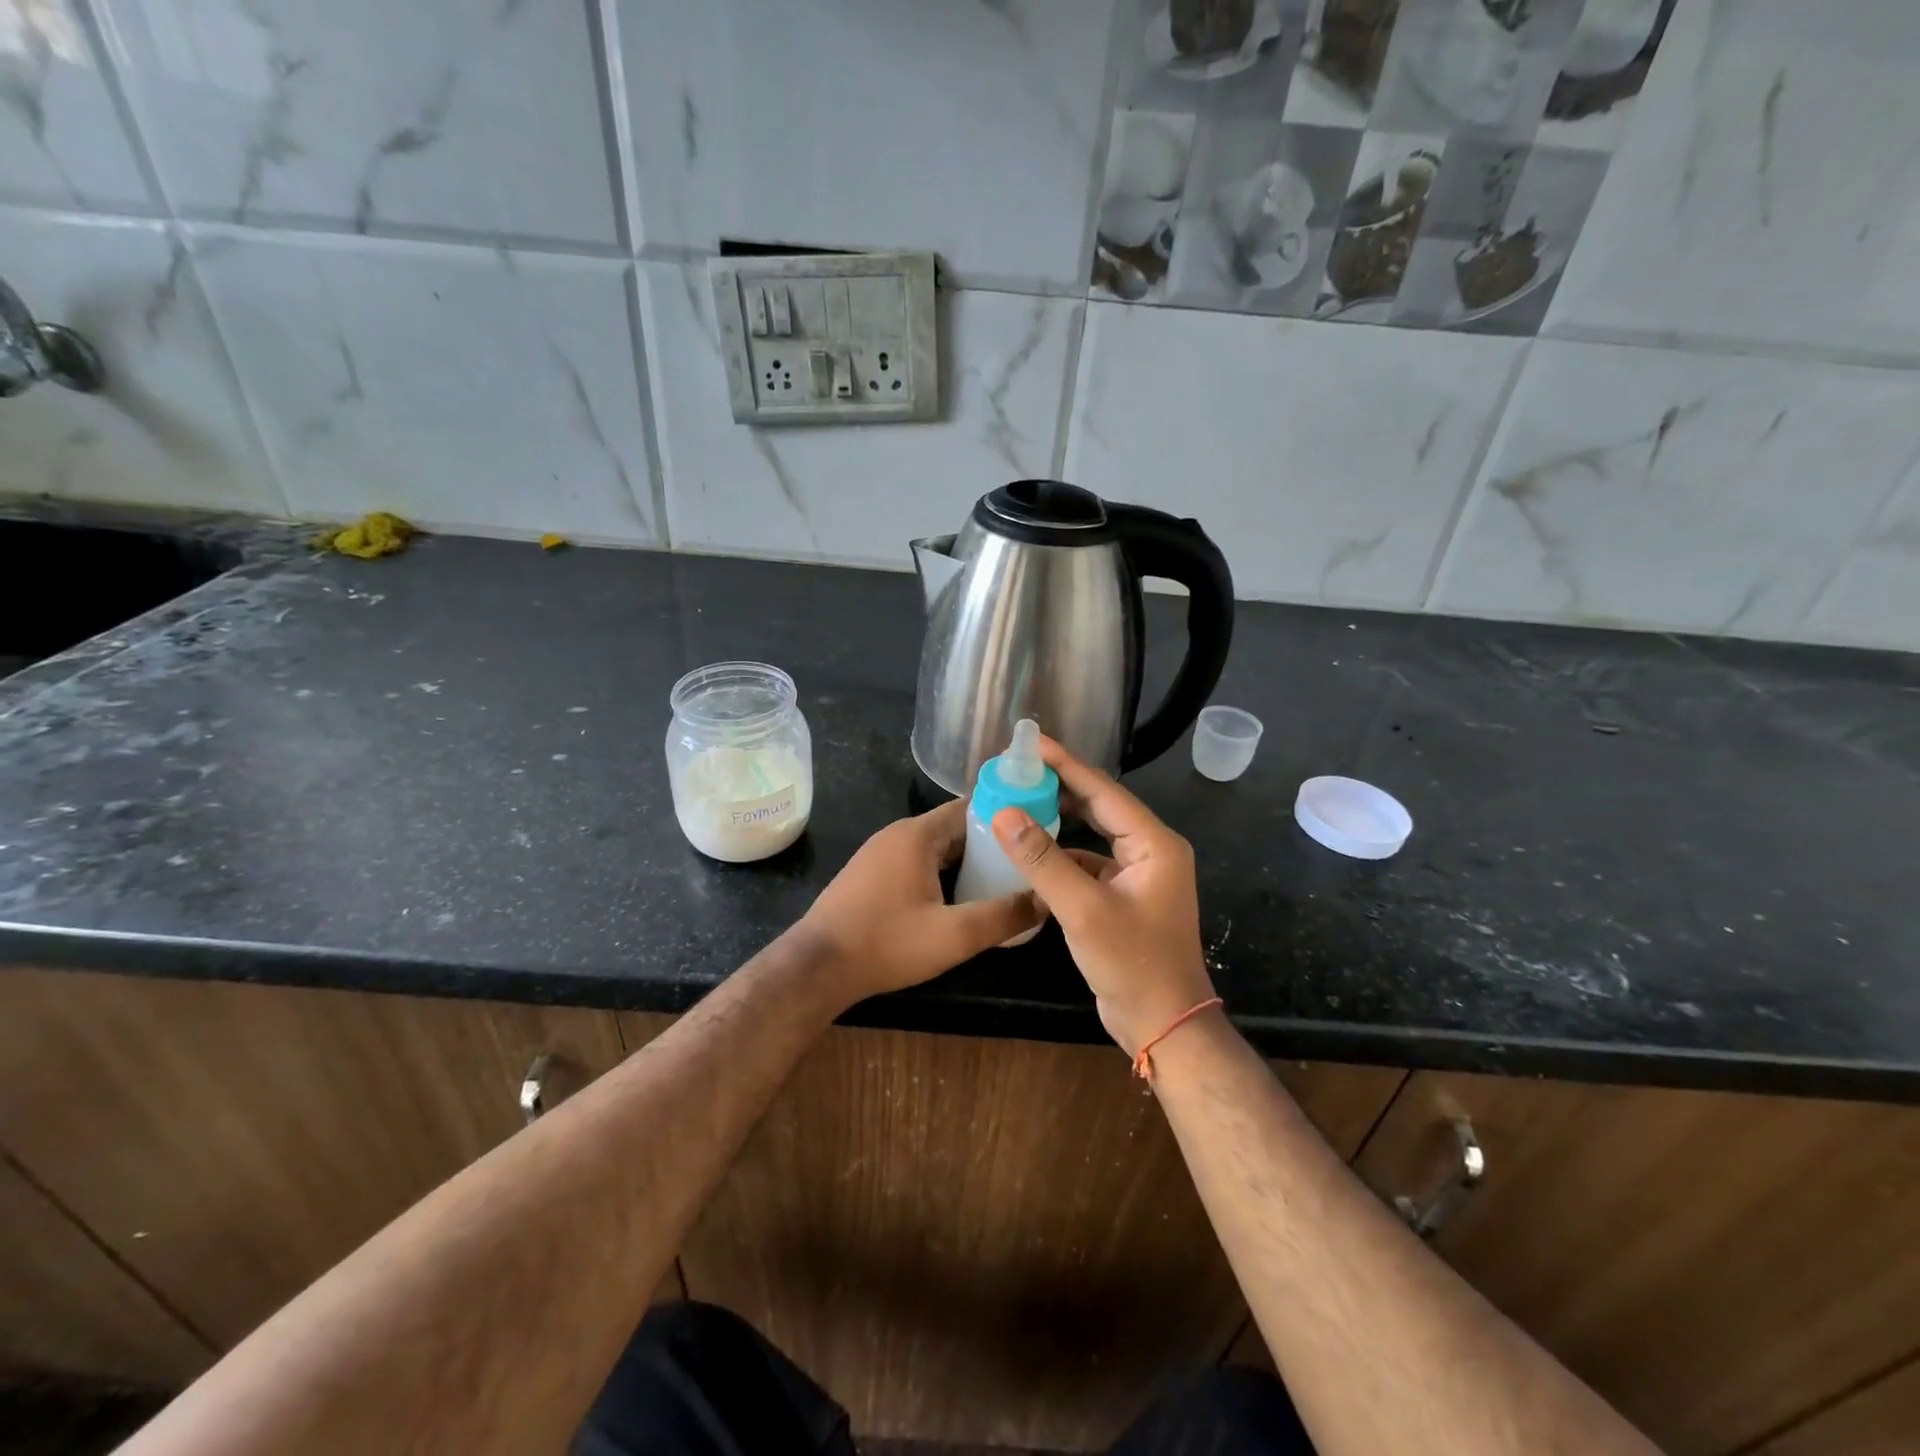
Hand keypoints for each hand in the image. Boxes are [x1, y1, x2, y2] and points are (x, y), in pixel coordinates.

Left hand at [796, 798, 1039, 1005]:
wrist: (817, 967)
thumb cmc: (886, 943)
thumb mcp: (954, 936)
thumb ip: (1003, 916)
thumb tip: (1046, 900)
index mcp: (917, 834)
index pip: (970, 808)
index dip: (1005, 816)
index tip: (1036, 831)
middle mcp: (897, 834)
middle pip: (953, 828)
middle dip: (989, 843)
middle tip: (1025, 862)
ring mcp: (879, 853)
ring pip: (934, 848)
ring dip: (965, 861)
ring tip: (1001, 881)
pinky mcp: (869, 875)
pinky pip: (916, 862)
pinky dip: (941, 872)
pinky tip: (958, 898)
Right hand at [990, 737, 1215, 1055]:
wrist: (1164, 1025)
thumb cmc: (1132, 963)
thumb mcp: (1082, 908)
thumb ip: (1042, 859)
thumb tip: (1004, 813)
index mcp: (1154, 843)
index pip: (1104, 790)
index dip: (1066, 764)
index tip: (1032, 743)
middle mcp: (1150, 851)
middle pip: (1101, 806)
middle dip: (1061, 786)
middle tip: (1020, 769)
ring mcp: (1139, 875)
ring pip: (1094, 835)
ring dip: (1060, 820)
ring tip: (1020, 800)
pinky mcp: (1123, 897)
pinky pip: (1089, 862)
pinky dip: (1062, 855)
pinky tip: (1032, 852)